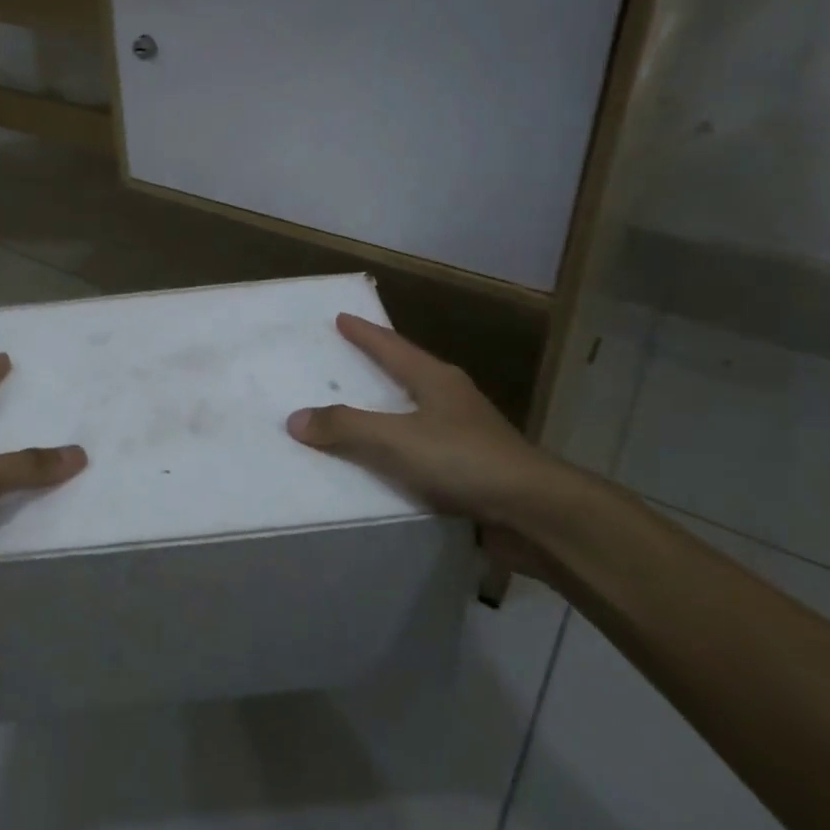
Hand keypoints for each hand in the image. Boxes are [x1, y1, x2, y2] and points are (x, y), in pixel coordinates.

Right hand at [286, 313, 569, 537]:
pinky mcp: (472, 468)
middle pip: (407, 372)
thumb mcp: (397, 440)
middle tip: (345, 359)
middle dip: (377, 365)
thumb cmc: (464, 460)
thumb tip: (296, 419)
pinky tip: (385, 462)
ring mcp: (466, 433)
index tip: (342, 317)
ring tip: (358, 411)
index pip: (392, 346)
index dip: (364, 333)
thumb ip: (346, 428)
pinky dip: (400, 447)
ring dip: (389, 409)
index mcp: (436, 379)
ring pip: (417, 411)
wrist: (534, 512)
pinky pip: (423, 448)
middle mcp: (452, 399)